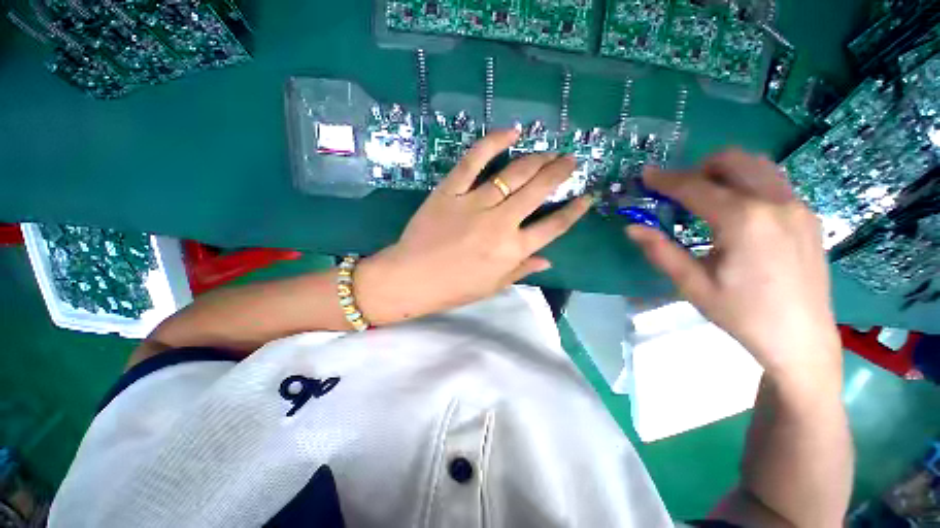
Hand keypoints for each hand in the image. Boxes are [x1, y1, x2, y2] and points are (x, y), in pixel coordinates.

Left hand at [356, 129, 591, 324]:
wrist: (412, 279)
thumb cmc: (454, 288)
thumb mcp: (493, 285)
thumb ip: (522, 269)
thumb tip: (548, 260)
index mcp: (513, 250)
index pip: (554, 226)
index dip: (575, 211)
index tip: (587, 196)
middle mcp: (501, 223)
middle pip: (538, 191)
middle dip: (560, 172)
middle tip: (570, 160)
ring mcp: (475, 203)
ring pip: (514, 173)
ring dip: (537, 159)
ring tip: (550, 151)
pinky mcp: (451, 190)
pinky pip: (474, 161)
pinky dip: (493, 142)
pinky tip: (511, 131)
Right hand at [627, 150, 841, 388]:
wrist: (801, 339)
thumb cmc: (743, 314)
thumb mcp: (693, 285)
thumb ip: (661, 251)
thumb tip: (631, 228)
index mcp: (744, 220)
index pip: (695, 187)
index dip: (665, 179)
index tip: (645, 174)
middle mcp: (775, 202)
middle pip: (733, 160)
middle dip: (698, 168)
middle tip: (678, 191)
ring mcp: (797, 206)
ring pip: (757, 165)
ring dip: (725, 172)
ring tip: (705, 198)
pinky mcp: (808, 215)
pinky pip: (772, 182)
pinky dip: (746, 184)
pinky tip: (735, 213)